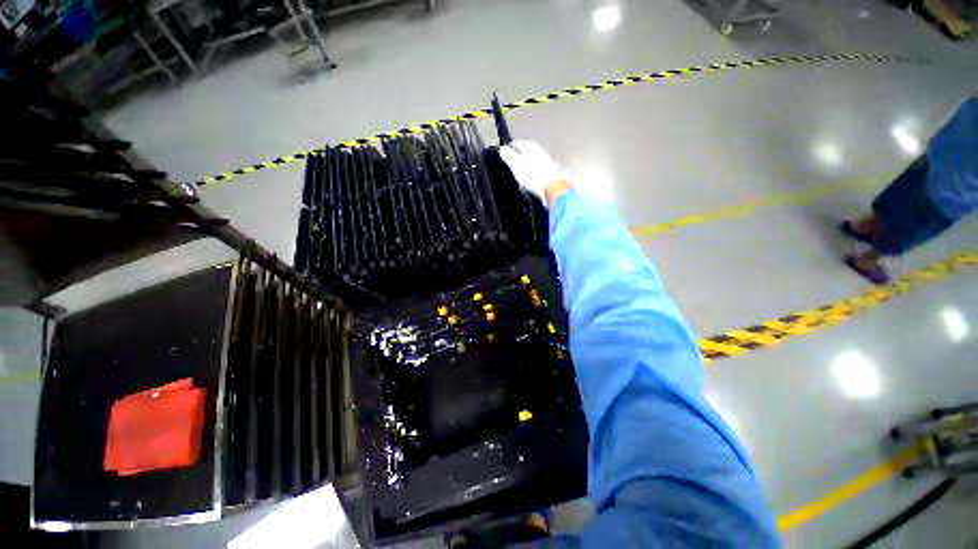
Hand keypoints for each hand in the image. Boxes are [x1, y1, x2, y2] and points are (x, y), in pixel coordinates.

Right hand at [499, 140, 570, 205]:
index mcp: (530, 146)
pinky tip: (531, 178)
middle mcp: (539, 150)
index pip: (516, 144)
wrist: (554, 188)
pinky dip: (533, 171)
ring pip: (532, 159)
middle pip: (525, 151)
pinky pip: (538, 168)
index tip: (503, 156)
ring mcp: (546, 160)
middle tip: (510, 164)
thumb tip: (502, 149)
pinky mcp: (551, 170)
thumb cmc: (533, 177)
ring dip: (526, 164)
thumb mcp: (517, 166)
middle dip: (518, 156)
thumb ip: (509, 157)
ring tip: (520, 172)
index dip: (509, 150)